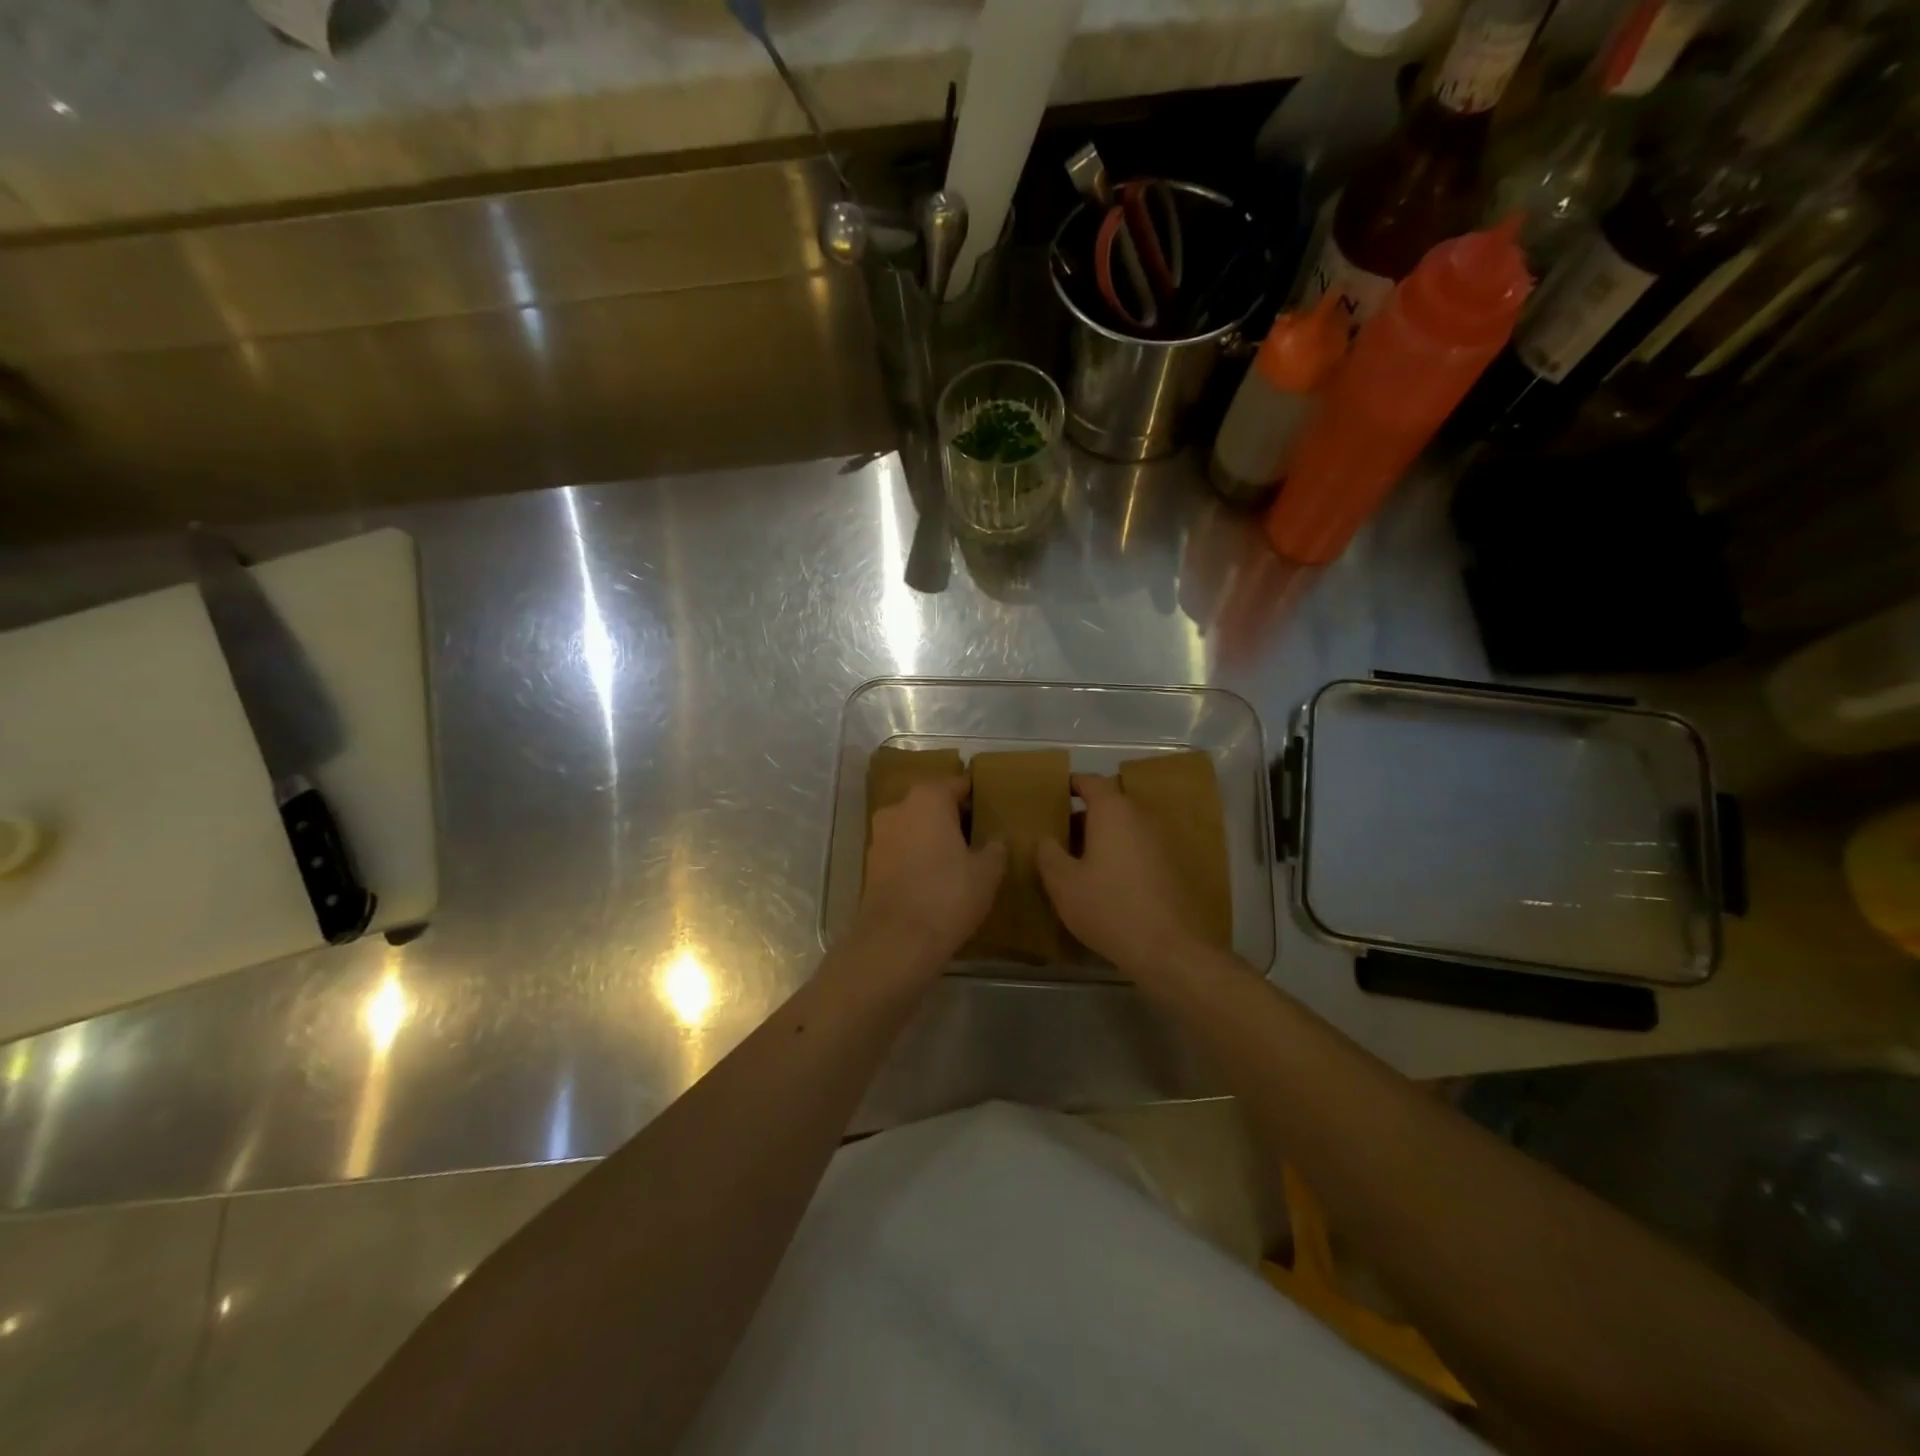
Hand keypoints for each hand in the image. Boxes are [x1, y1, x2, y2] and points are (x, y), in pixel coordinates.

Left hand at [854, 778, 1006, 968]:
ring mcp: (879, 835)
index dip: (976, 796)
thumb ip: (995, 849)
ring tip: (958, 859)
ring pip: (914, 826)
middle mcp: (898, 808)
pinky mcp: (871, 863)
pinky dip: (917, 856)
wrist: (897, 940)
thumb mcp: (987, 872)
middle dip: (953, 816)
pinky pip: (901, 849)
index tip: (991, 810)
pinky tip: (934, 877)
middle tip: (978, 836)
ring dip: (932, 837)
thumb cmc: (948, 895)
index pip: (957, 784)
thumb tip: (996, 841)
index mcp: (928, 798)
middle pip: (932, 803)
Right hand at [1037, 774, 1199, 975]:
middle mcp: (1141, 817)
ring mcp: (1162, 841)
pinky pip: (1140, 848)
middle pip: (1109, 804)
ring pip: (1126, 827)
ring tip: (1079, 860)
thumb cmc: (1108, 907)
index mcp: (1113, 811)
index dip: (1070, 785)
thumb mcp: (1063, 883)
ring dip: (1103, 837)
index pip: (1090, 782)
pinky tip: (1107, 881)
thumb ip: (1048, 854)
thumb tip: (1046, 839)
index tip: (1053, 794)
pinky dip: (1121, 854)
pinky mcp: (1173, 866)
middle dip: (1083, 816)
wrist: (1168, 948)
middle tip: (1059, 835)